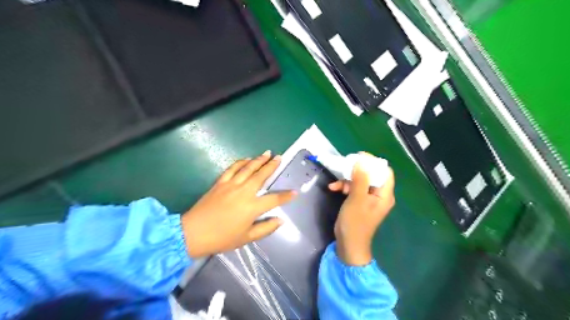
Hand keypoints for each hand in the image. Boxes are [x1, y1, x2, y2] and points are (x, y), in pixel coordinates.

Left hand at [182, 151, 298, 258]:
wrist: (193, 232)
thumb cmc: (222, 238)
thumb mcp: (246, 238)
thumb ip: (265, 228)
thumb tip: (280, 220)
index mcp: (252, 207)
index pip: (274, 199)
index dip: (286, 196)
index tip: (295, 192)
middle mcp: (244, 192)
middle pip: (261, 176)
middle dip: (272, 166)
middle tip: (279, 157)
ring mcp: (231, 185)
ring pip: (248, 168)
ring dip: (258, 160)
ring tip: (267, 153)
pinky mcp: (220, 183)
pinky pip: (232, 168)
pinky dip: (241, 162)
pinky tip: (246, 159)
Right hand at [327, 153, 394, 264]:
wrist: (348, 244)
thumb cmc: (355, 223)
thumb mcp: (357, 199)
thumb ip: (360, 179)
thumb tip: (361, 161)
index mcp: (384, 194)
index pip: (384, 172)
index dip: (373, 162)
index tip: (359, 157)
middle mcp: (379, 194)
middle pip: (371, 175)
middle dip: (357, 170)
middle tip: (345, 166)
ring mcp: (368, 198)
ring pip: (360, 181)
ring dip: (347, 180)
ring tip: (335, 183)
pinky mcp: (359, 201)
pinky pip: (354, 189)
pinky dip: (344, 187)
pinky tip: (333, 188)